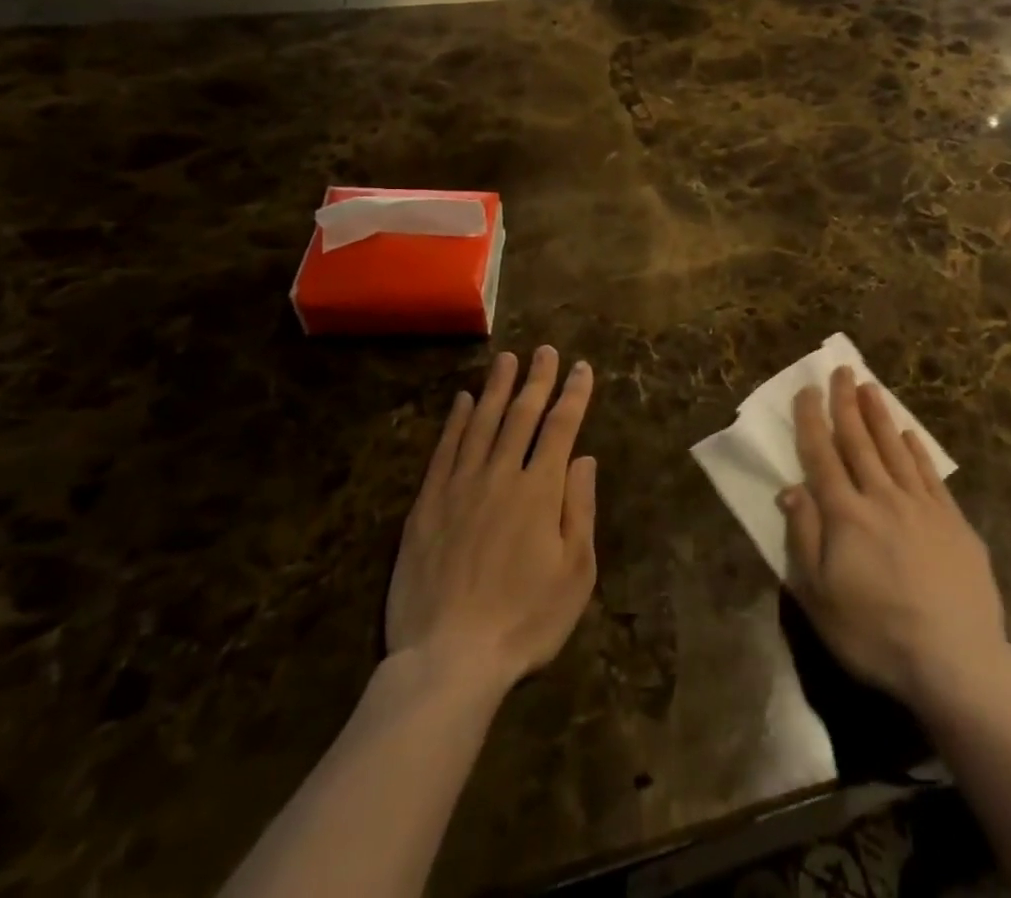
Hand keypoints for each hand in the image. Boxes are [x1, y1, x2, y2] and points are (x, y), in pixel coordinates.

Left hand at [385, 348, 596, 695]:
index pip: (561, 428)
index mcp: (540, 491)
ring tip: (507, 358)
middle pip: (522, 415)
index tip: (581, 368)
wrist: (448, 660)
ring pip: (482, 423)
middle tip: (544, 350)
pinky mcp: (427, 505)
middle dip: (537, 379)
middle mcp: (500, 476)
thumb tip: (584, 457)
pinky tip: (464, 401)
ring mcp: (460, 487)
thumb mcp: (575, 573)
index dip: (573, 394)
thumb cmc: (524, 621)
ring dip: (497, 388)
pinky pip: (444, 450)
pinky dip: (456, 421)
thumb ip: (579, 508)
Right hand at [778, 367, 1009, 710]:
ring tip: (870, 387)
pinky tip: (909, 435)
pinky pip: (930, 474)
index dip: (812, 420)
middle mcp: (881, 497)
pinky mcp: (953, 521)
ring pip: (895, 449)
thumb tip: (789, 489)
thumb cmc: (876, 634)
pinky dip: (916, 450)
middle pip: (859, 441)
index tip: (807, 390)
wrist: (957, 662)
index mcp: (845, 515)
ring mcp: (921, 506)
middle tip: (842, 370)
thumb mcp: (820, 597)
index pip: (822, 456)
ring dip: (880, 415)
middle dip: (846, 403)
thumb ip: (803, 537)